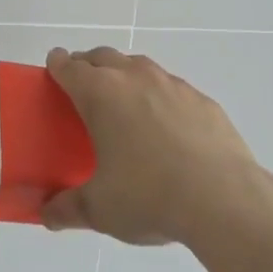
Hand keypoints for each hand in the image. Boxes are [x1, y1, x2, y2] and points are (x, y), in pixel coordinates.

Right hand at [38, 46, 272, 246]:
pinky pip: (172, 88)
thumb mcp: (99, 209)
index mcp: (100, 94)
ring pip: (140, 67)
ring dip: (125, 75)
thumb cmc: (149, 197)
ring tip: (123, 104)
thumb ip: (68, 208)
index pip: (69, 67)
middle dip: (89, 65)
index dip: (57, 65)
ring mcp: (173, 86)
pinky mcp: (203, 101)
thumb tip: (47, 215)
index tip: (53, 68)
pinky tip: (165, 126)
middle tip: (83, 87)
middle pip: (103, 57)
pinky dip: (160, 97)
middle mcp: (135, 78)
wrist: (225, 201)